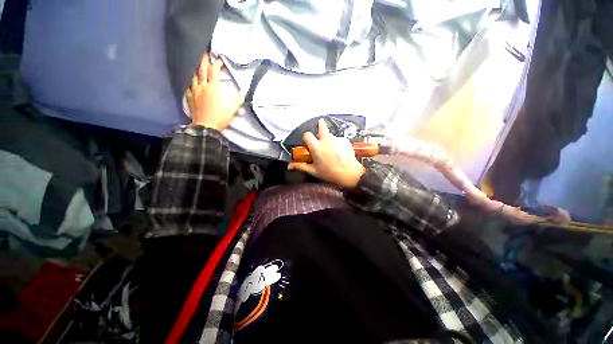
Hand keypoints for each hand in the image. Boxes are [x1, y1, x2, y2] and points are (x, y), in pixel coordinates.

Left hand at [187, 53, 244, 130]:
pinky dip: (192, 84)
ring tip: (200, 69)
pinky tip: (194, 85)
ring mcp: (195, 92)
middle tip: (205, 54)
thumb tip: (242, 93)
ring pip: (194, 77)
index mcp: (213, 87)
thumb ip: (237, 99)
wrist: (206, 126)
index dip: (217, 64)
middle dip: (204, 61)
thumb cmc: (221, 116)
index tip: (220, 60)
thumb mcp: (233, 108)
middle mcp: (203, 86)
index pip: (214, 71)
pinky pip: (190, 88)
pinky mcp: (190, 98)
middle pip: (201, 70)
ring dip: (197, 71)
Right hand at [288, 119, 365, 187]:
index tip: (309, 141)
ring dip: (330, 139)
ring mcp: (336, 139)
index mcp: (316, 147)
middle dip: (321, 125)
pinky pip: (339, 139)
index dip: (307, 137)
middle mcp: (326, 140)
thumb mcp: (314, 171)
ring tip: (333, 150)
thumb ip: (301, 166)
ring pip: (331, 135)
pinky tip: (341, 152)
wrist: (349, 174)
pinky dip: (339, 143)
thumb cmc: (329, 173)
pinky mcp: (345, 140)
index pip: (307, 135)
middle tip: (321, 130)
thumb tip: (289, 166)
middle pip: (322, 125)